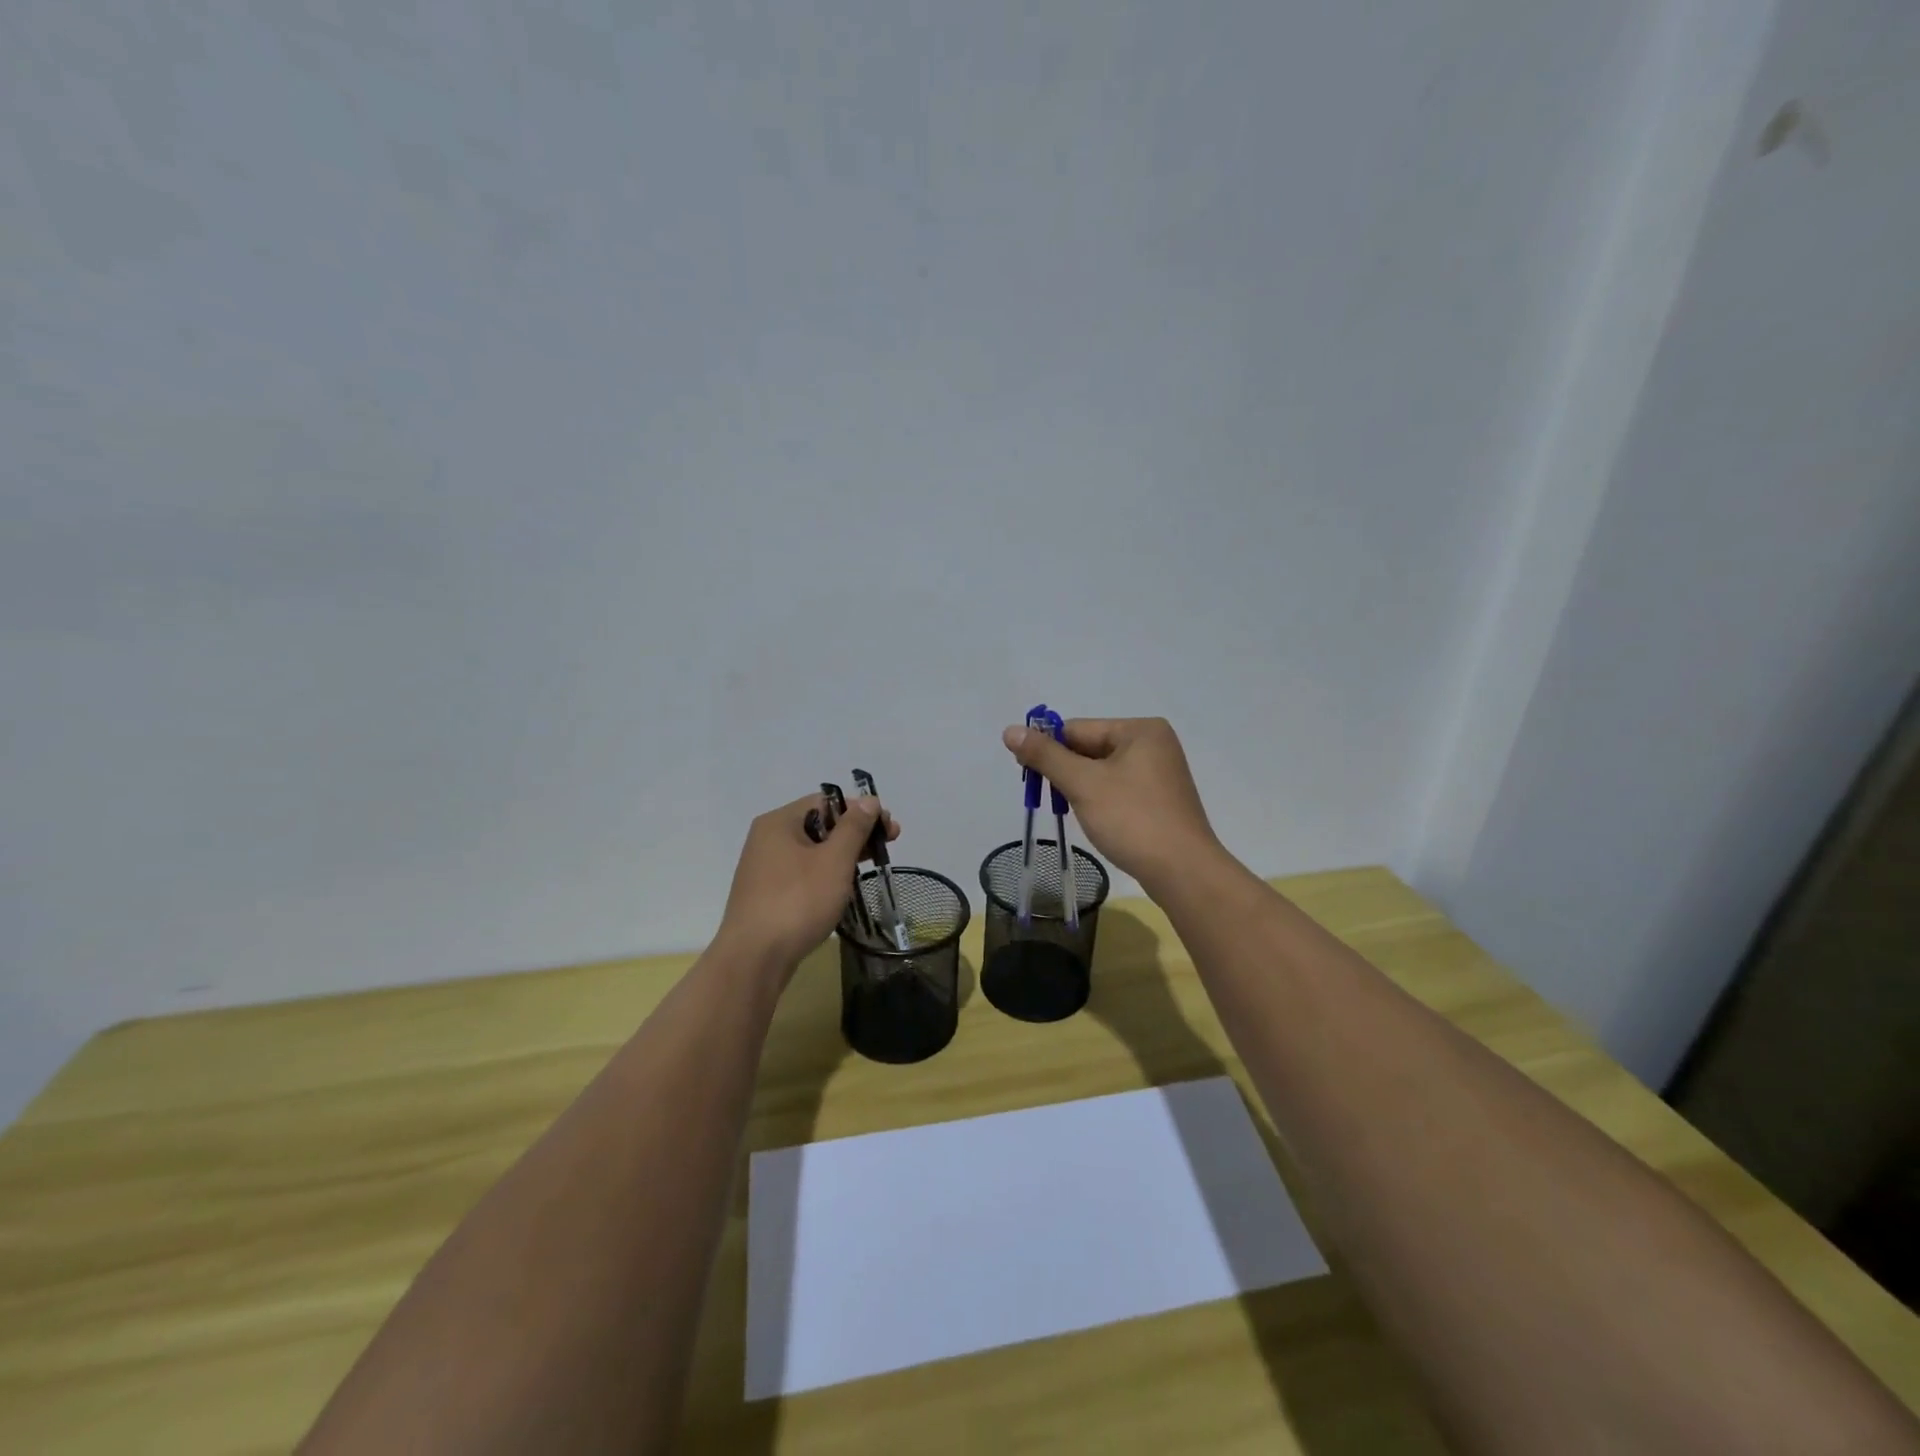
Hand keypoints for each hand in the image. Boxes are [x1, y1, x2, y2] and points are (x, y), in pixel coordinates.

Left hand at [716, 792, 900, 971]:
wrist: (754, 959)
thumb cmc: (797, 902)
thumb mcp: (834, 861)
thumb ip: (854, 827)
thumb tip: (869, 799)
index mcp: (779, 822)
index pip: (826, 801)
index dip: (860, 810)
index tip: (888, 828)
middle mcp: (767, 839)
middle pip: (819, 824)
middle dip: (856, 833)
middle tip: (887, 846)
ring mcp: (765, 868)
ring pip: (812, 851)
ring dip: (843, 855)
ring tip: (870, 868)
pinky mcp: (767, 895)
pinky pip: (802, 873)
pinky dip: (826, 874)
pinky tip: (843, 889)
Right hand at [1001, 717, 1219, 891]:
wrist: (1183, 871)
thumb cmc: (1132, 819)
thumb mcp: (1083, 783)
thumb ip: (1045, 756)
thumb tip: (1010, 730)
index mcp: (1140, 730)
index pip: (1078, 729)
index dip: (1048, 748)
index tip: (1024, 771)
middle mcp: (1154, 744)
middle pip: (1090, 748)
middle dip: (1065, 770)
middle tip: (1043, 795)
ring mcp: (1160, 773)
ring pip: (1102, 771)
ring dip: (1080, 787)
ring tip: (1068, 809)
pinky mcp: (1159, 800)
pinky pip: (1118, 789)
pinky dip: (1099, 799)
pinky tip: (1093, 818)